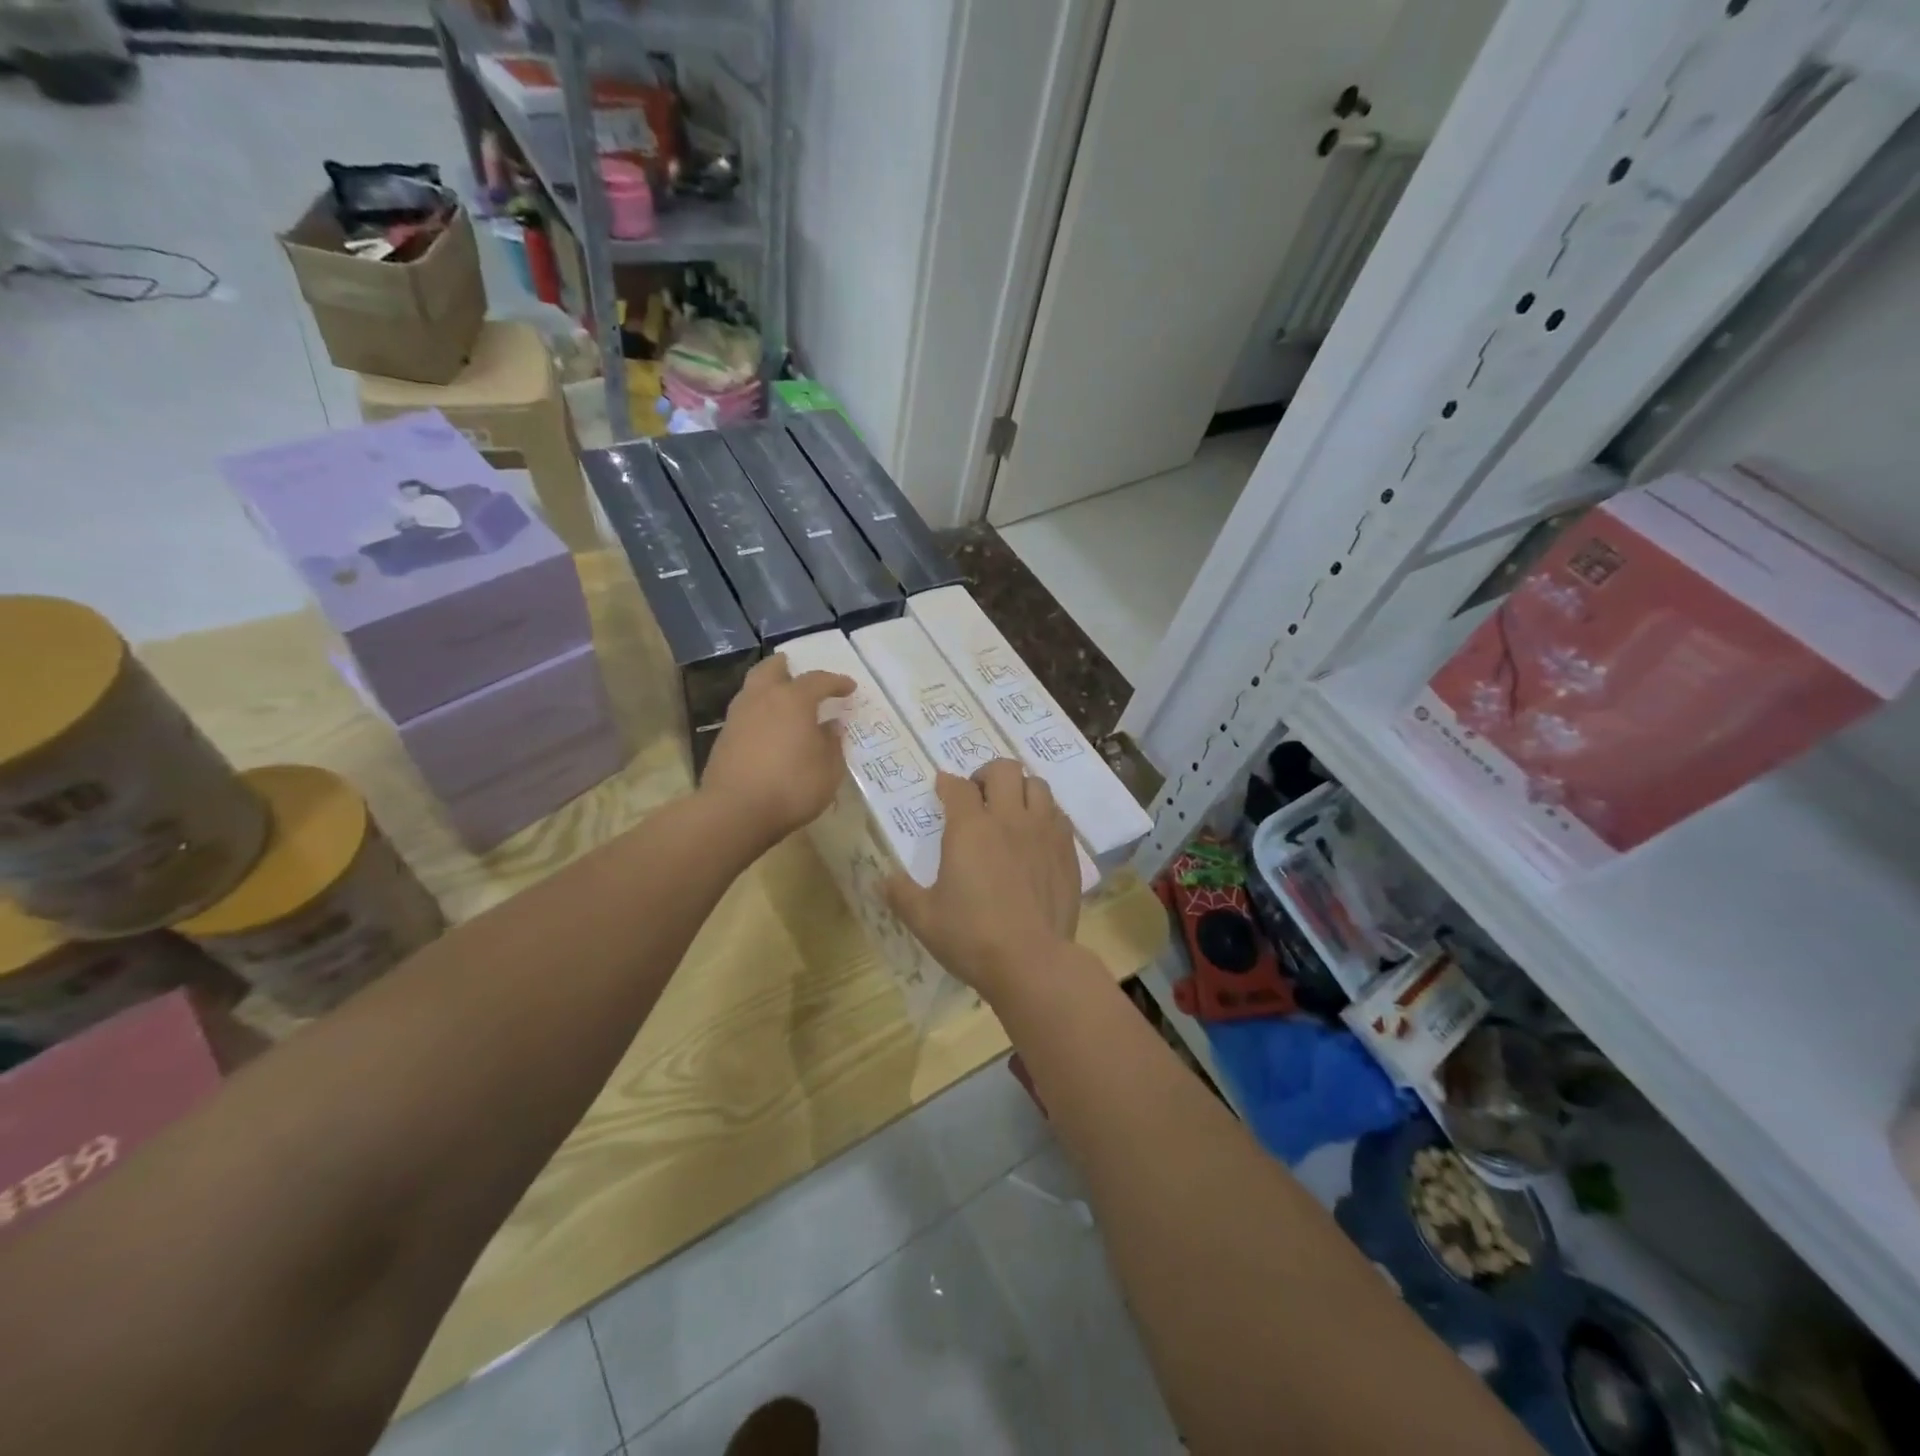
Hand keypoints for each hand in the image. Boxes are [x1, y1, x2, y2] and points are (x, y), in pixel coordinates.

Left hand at [700, 656, 854, 847]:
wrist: (735, 812)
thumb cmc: (791, 786)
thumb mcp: (828, 769)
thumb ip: (832, 743)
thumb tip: (832, 725)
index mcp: (793, 699)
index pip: (818, 680)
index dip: (836, 682)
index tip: (849, 688)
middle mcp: (763, 698)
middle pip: (772, 669)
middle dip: (787, 667)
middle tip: (798, 671)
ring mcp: (738, 716)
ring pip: (753, 688)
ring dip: (769, 688)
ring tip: (784, 701)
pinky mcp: (724, 737)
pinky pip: (745, 711)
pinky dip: (759, 711)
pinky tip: (769, 728)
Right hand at [885, 761, 1080, 1002]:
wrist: (1032, 961)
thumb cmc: (972, 937)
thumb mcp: (924, 919)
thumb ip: (901, 893)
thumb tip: (883, 880)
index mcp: (970, 829)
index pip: (958, 787)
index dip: (947, 783)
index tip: (943, 788)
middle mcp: (1009, 819)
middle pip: (1004, 770)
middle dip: (988, 774)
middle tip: (979, 795)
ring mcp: (1044, 832)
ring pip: (1038, 785)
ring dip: (1021, 789)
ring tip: (1011, 808)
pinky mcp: (1067, 851)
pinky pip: (1059, 815)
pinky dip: (1045, 814)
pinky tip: (1036, 834)